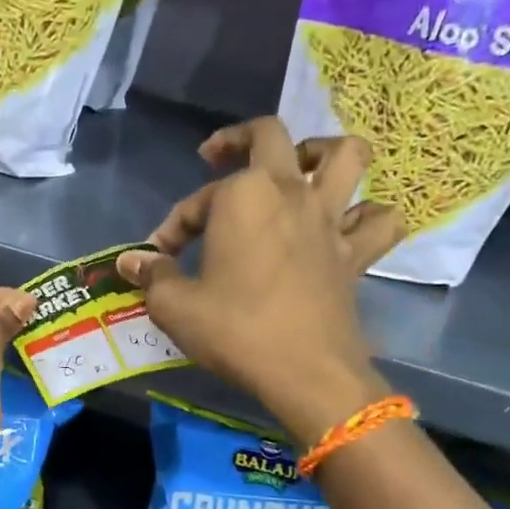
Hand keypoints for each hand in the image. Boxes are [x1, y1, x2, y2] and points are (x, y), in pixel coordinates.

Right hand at [118, 117, 401, 445]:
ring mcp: (329, 219)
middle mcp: (290, 192)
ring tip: (300, 166)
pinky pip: (378, 220)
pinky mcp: (355, 253)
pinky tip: (348, 225)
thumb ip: (153, 275)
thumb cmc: (235, 330)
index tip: (161, 256)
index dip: (174, 225)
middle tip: (217, 159)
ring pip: (346, 156)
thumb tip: (130, 261)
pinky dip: (368, 215)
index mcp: (242, 196)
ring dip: (322, 151)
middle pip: (271, 135)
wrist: (305, 372)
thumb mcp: (175, 305)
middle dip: (238, 139)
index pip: (197, 201)